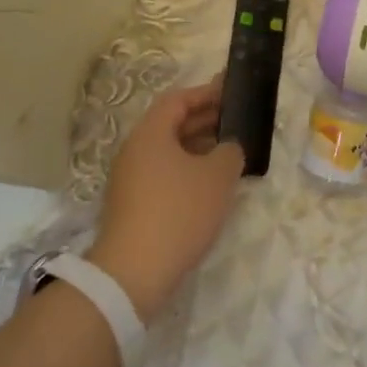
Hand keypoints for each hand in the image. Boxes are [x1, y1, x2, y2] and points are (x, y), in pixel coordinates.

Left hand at [88, 79, 244, 321]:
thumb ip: (231, 151)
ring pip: (168, 152)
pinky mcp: (132, 206)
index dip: (206, 93)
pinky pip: (164, 175)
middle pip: (171, 124)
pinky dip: (188, 171)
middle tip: (237, 122)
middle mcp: (134, 151)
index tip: (232, 93)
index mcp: (150, 134)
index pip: (178, 100)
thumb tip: (229, 148)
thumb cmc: (179, 212)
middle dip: (205, 120)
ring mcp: (130, 180)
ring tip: (230, 154)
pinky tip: (210, 186)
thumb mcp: (218, 176)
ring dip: (199, 148)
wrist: (134, 272)